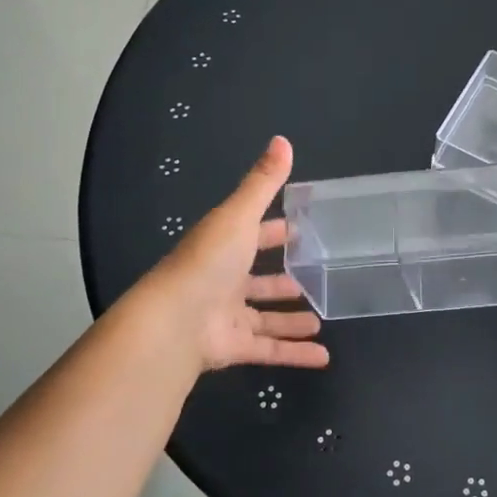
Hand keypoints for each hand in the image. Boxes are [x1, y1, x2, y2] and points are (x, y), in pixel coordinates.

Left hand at [148, 136, 329, 371]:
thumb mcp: (239, 215)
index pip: (254, 235)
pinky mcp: (234, 347)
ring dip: (291, 319)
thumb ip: (263, 183)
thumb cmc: (207, 262)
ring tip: (321, 319)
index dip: (276, 232)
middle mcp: (224, 280)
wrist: (174, 322)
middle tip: (317, 278)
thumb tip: (283, 139)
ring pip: (265, 318)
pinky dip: (295, 354)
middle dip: (285, 280)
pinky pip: (270, 350)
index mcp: (224, 246)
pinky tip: (322, 357)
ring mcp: (227, 316)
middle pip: (259, 280)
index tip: (301, 230)